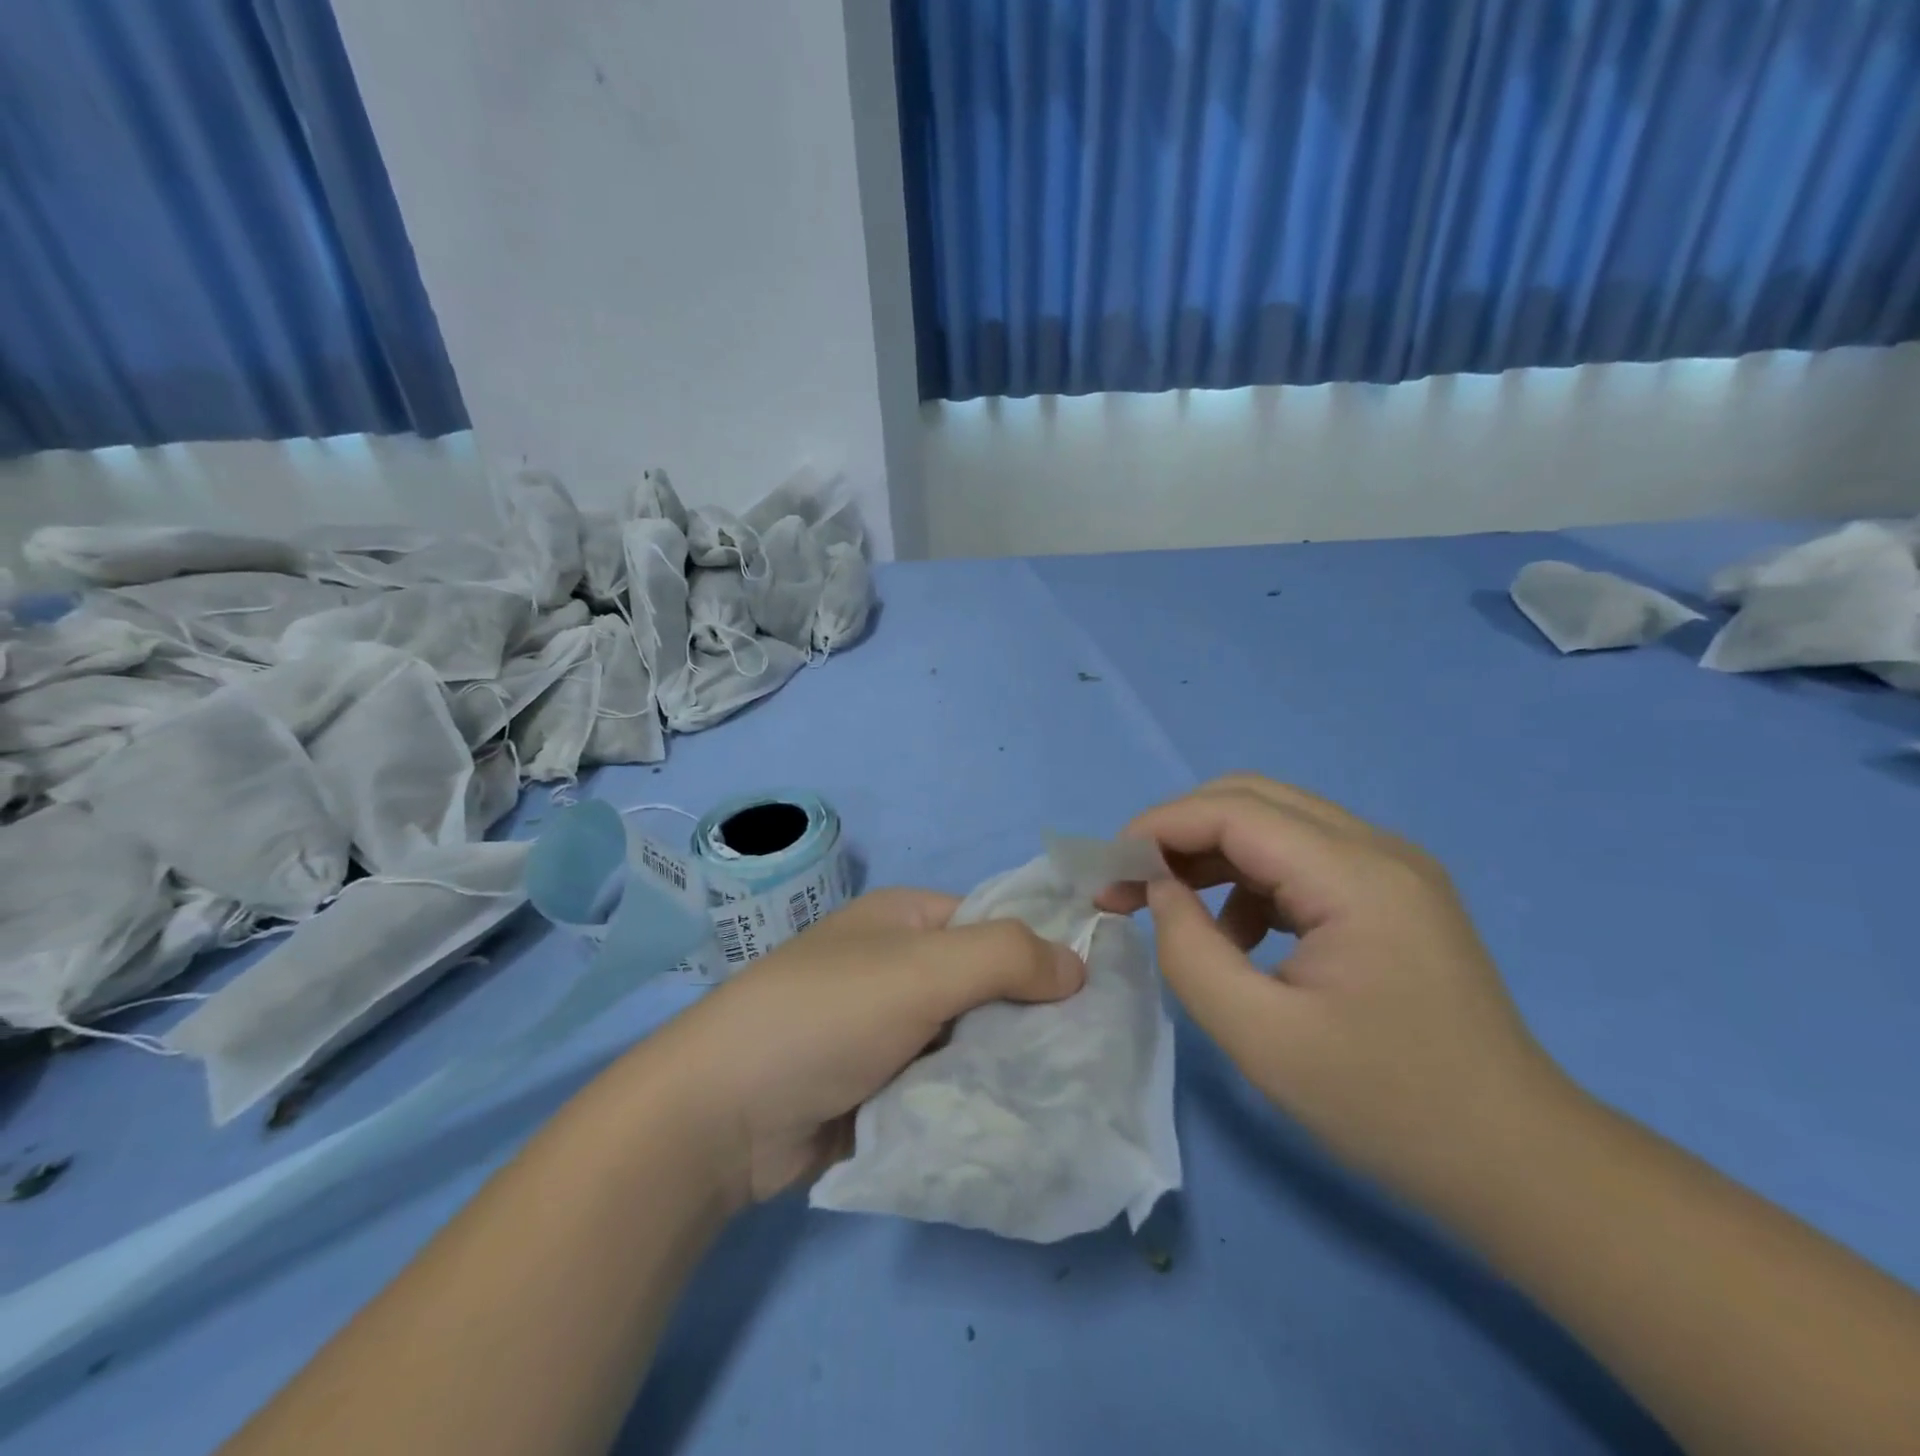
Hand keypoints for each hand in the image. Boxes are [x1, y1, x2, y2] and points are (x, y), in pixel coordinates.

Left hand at [644, 888, 1085, 1207]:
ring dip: (1005, 1067)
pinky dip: (974, 1101)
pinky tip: (1017, 1124)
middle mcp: (900, 967)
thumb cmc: (825, 1015)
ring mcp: (889, 1030)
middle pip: (987, 985)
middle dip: (1030, 1019)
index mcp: (907, 920)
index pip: (995, 922)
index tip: (1096, 996)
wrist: (721, 1114)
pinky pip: (946, 1086)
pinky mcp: (881, 1087)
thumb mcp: (920, 969)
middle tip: (1087, 1059)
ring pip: (971, 1041)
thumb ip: (1004, 957)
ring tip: (1065, 1097)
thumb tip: (1078, 964)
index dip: (1043, 950)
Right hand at [1099, 775, 1567, 1206]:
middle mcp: (1378, 849)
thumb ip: (1189, 951)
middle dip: (1178, 831)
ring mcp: (1391, 867)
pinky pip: (1300, 858)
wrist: (1518, 1161)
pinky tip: (1238, 936)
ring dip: (1211, 853)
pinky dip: (1249, 880)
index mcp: (1355, 876)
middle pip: (1252, 798)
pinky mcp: (1392, 893)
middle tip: (1130, 882)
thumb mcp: (1261, 1038)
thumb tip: (1159, 891)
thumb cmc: (1388, 1106)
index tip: (1108, 869)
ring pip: (1274, 822)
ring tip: (1172, 911)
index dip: (1158, 827)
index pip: (1234, 811)